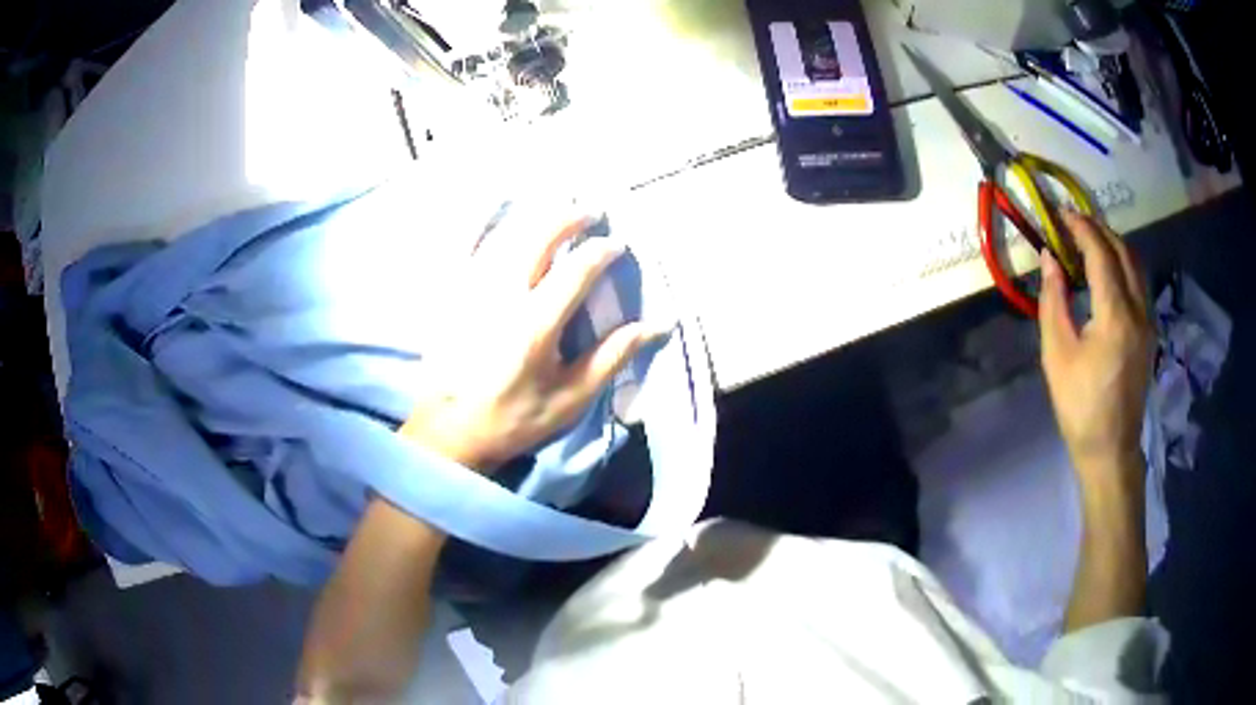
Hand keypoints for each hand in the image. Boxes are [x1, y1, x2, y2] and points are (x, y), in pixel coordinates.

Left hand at [400, 211, 663, 472]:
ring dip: (535, 215)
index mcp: (536, 323)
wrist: (451, 429)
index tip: (617, 245)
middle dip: (569, 217)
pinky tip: (497, 212)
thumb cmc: (515, 417)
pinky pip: (467, 245)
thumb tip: (657, 326)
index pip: (577, 269)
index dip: (601, 250)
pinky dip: (485, 223)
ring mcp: (471, 289)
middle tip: (590, 210)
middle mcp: (502, 295)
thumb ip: (611, 357)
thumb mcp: (571, 398)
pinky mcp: (450, 293)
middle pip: (538, 236)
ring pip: (505, 234)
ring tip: (556, 205)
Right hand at [1039, 211, 1153, 485]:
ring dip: (1114, 245)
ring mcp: (1148, 322)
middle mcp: (1138, 310)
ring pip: (1136, 266)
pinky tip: (1108, 272)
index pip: (1101, 254)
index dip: (1082, 229)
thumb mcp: (1057, 354)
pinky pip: (1139, 284)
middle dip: (1100, 230)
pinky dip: (1123, 265)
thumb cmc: (1079, 406)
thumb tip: (1050, 258)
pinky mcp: (1149, 333)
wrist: (1110, 449)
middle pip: (1124, 253)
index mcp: (1115, 315)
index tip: (1063, 213)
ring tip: (1091, 241)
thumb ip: (1053, 300)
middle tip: (1076, 222)